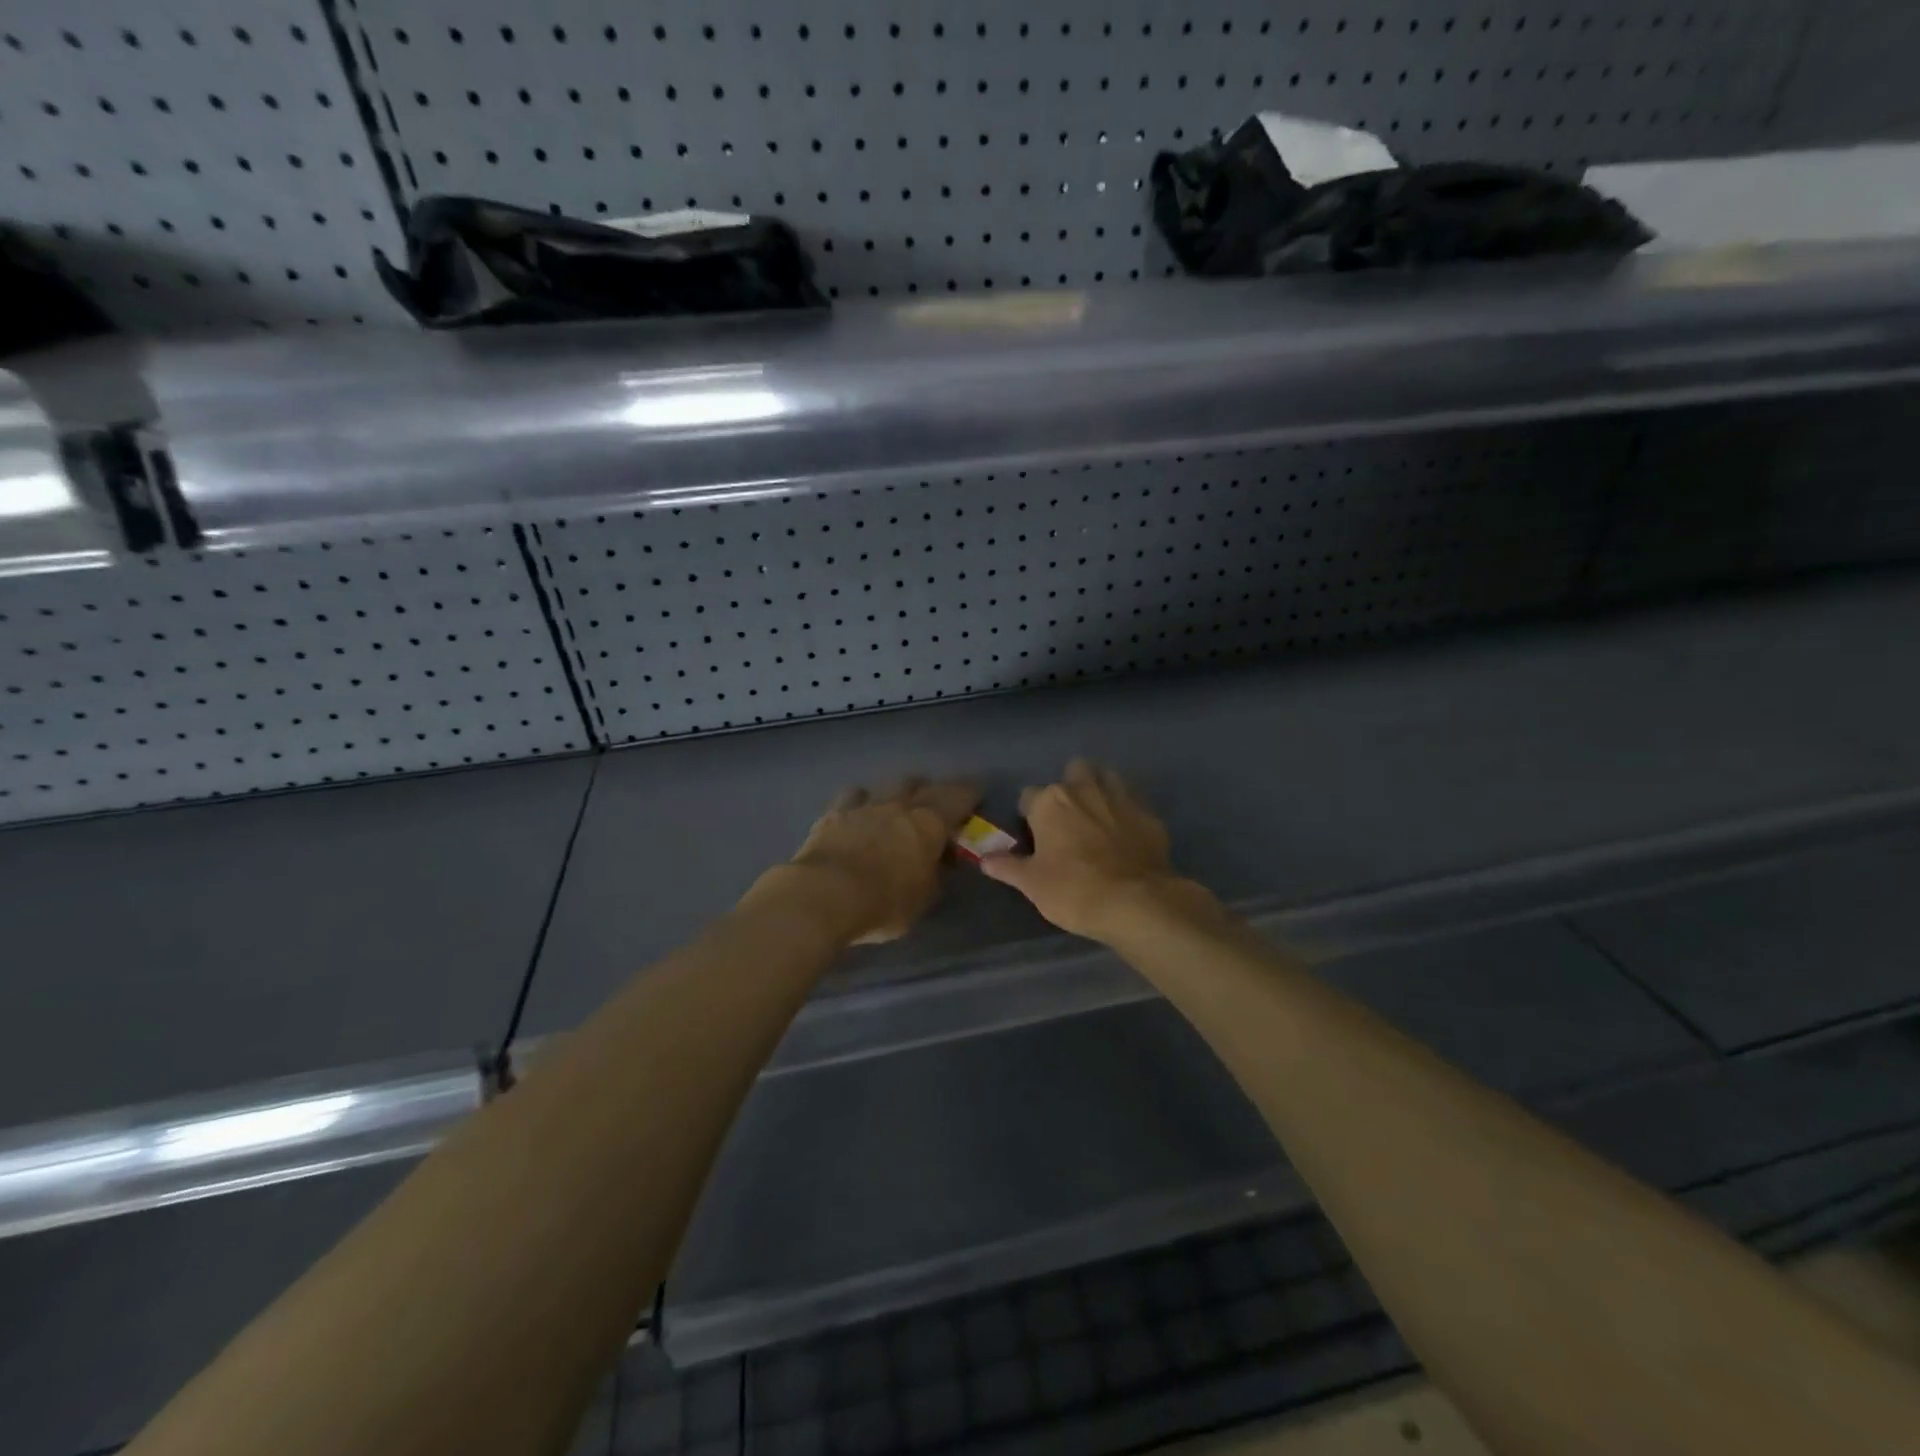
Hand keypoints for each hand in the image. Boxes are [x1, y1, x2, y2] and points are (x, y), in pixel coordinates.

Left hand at [754, 779, 978, 945]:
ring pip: (888, 785)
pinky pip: (853, 796)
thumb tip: (939, 862)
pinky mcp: (834, 813)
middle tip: (936, 805)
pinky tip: (859, 812)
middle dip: (933, 791)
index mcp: (929, 824)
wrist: (823, 895)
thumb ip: (934, 876)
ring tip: (898, 805)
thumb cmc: (883, 903)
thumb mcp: (922, 899)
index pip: (958, 797)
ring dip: (897, 793)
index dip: (970, 794)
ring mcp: (865, 805)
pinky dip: (861, 801)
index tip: (976, 795)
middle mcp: (899, 806)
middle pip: (922, 785)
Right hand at [979, 760, 1194, 941]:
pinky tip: (1126, 832)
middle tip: (1068, 820)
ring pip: (1106, 777)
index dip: (1029, 816)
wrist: (1136, 902)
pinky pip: (1133, 801)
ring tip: (1097, 817)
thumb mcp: (1032, 884)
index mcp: (1050, 802)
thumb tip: (984, 859)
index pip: (1028, 796)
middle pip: (1072, 772)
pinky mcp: (1149, 813)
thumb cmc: (1074, 891)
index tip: (1034, 837)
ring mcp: (1120, 797)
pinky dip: (1126, 811)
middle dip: (1069, 788)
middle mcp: (1084, 789)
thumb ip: (1008, 867)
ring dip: (1099, 789)